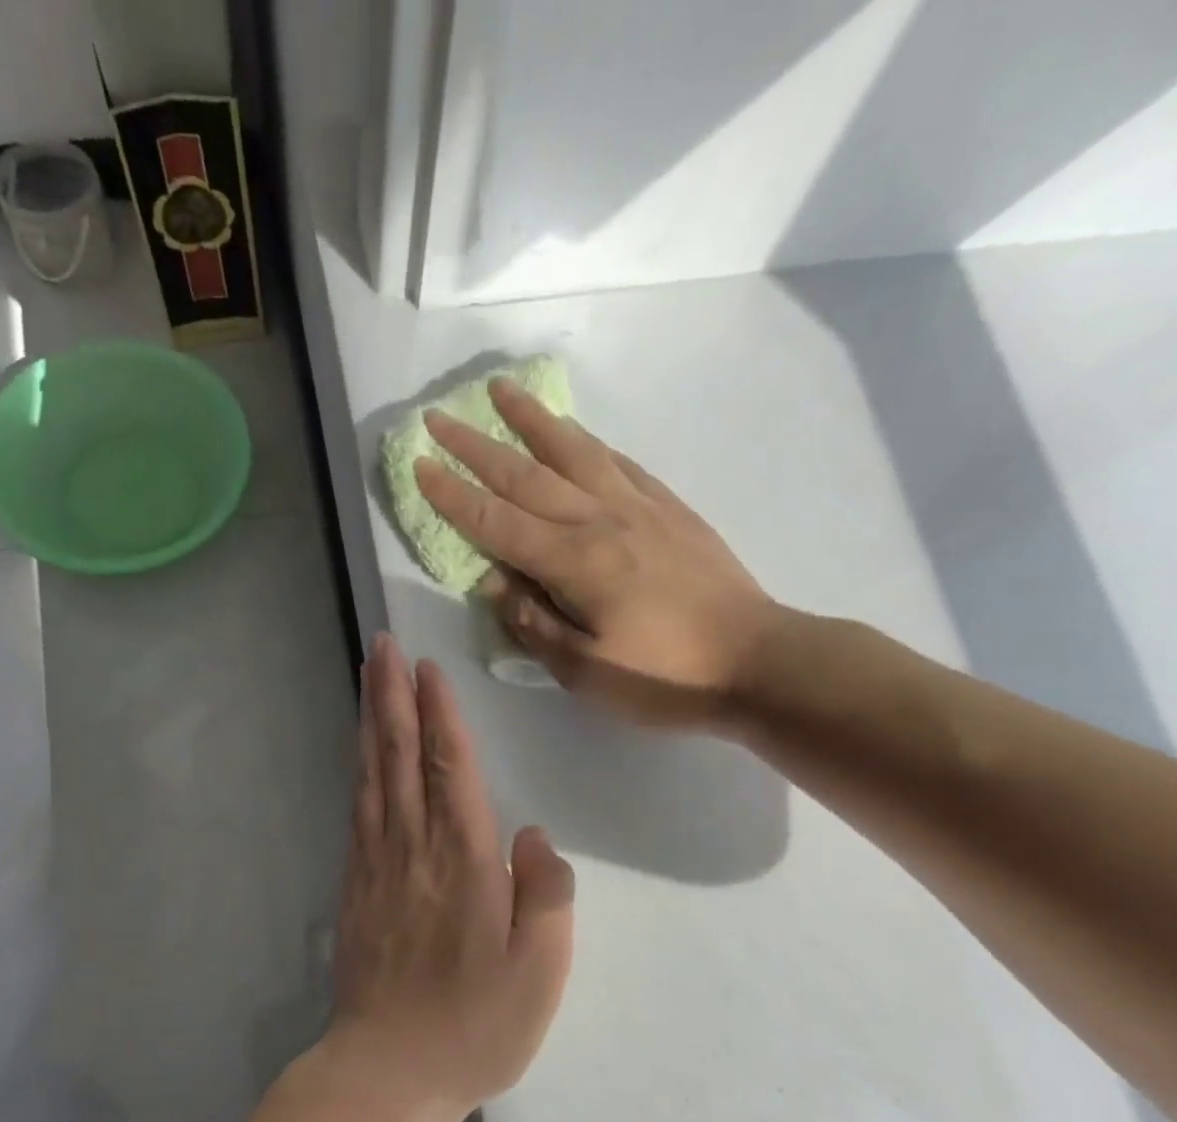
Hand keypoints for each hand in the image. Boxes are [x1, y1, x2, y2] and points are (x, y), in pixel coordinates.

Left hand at [327, 634, 574, 1120]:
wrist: (388, 1069)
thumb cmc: (476, 1023)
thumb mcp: (540, 970)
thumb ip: (546, 893)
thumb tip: (533, 835)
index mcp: (463, 859)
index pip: (448, 767)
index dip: (438, 713)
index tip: (428, 668)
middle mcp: (414, 847)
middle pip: (399, 755)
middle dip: (391, 695)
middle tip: (382, 645)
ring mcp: (377, 864)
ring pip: (371, 774)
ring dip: (369, 720)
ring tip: (367, 677)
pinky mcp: (355, 885)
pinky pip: (357, 809)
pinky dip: (358, 769)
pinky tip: (359, 752)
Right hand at [415, 377, 781, 732]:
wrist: (758, 660)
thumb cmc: (666, 677)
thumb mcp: (587, 671)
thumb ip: (534, 624)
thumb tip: (493, 584)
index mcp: (574, 562)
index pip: (497, 522)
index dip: (453, 496)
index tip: (419, 466)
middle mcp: (600, 521)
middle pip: (526, 476)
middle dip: (475, 446)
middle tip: (438, 417)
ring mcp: (638, 508)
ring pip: (574, 452)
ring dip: (533, 420)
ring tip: (502, 389)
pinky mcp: (669, 509)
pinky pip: (619, 462)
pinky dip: (589, 442)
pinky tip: (574, 432)